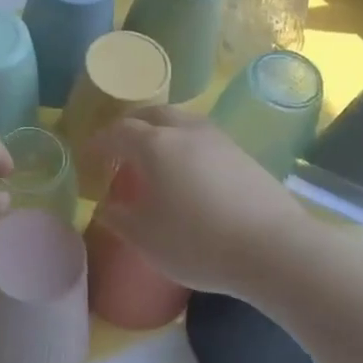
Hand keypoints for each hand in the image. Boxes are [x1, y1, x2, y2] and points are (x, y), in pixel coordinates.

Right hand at [88, 107, 305, 292]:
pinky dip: (186, 144)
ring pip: (182, 121)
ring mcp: (219, 139)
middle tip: (120, 148)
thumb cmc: (198, 243)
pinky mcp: (243, 154)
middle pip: (152, 114)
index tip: (88, 157)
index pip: (118, 132)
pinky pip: (203, 138)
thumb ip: (119, 217)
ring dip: (161, 131)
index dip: (99, 142)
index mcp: (155, 145)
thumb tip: (107, 205)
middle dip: (131, 126)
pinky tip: (189, 172)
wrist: (273, 249)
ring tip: (154, 157)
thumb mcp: (146, 238)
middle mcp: (186, 131)